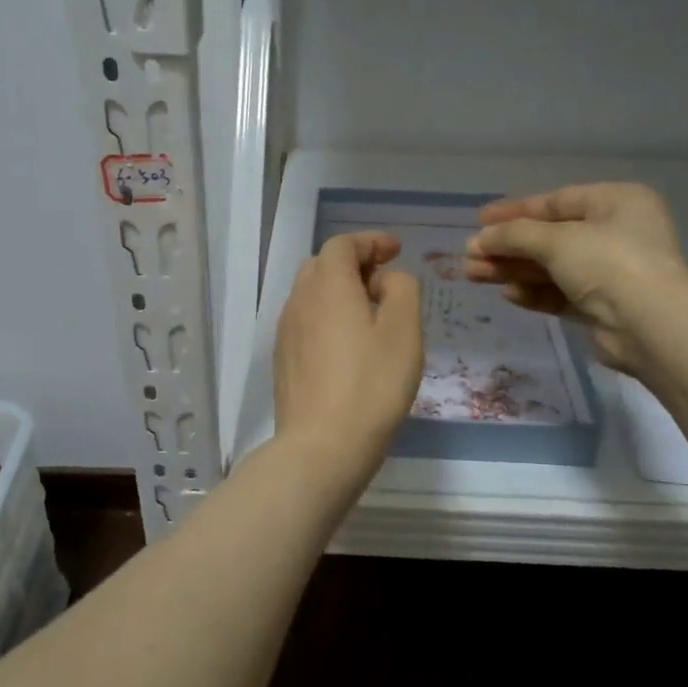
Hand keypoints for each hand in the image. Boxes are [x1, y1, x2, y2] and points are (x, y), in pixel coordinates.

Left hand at [274, 232, 423, 475]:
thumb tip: (386, 280)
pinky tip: (347, 346)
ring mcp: (286, 331)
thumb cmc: (372, 384)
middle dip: (355, 264)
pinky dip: (327, 317)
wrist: (322, 445)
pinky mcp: (283, 360)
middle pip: (322, 265)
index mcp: (328, 285)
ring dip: (339, 291)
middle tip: (385, 281)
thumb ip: (402, 289)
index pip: (342, 244)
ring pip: (311, 294)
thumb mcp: (404, 330)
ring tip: (370, 314)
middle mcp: (299, 300)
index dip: (370, 241)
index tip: (396, 250)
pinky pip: (305, 322)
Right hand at [463, 183, 687, 373]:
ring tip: (474, 275)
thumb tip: (479, 238)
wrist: (649, 325)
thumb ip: (514, 235)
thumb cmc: (607, 263)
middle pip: (550, 237)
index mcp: (616, 202)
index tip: (479, 220)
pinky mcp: (604, 306)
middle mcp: (617, 232)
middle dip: (508, 246)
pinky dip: (535, 292)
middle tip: (470, 254)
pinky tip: (508, 295)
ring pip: (552, 267)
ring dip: (514, 270)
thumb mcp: (556, 240)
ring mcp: (612, 271)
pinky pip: (562, 293)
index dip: (515, 211)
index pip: (556, 201)